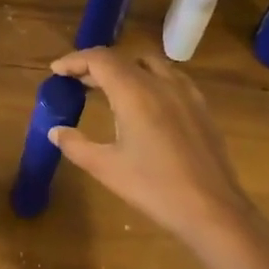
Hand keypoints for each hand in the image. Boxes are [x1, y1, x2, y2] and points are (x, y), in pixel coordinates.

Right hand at [47, 48, 256, 251]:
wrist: (212, 209)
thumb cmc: (154, 187)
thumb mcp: (106, 168)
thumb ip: (76, 145)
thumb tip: (56, 131)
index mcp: (135, 92)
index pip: (100, 60)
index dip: (75, 60)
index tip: (56, 71)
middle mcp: (161, 83)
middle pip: (123, 59)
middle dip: (96, 65)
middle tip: (76, 82)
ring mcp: (186, 93)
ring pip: (150, 65)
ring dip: (124, 69)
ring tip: (109, 89)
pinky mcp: (201, 107)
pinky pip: (171, 79)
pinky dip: (149, 79)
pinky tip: (146, 103)